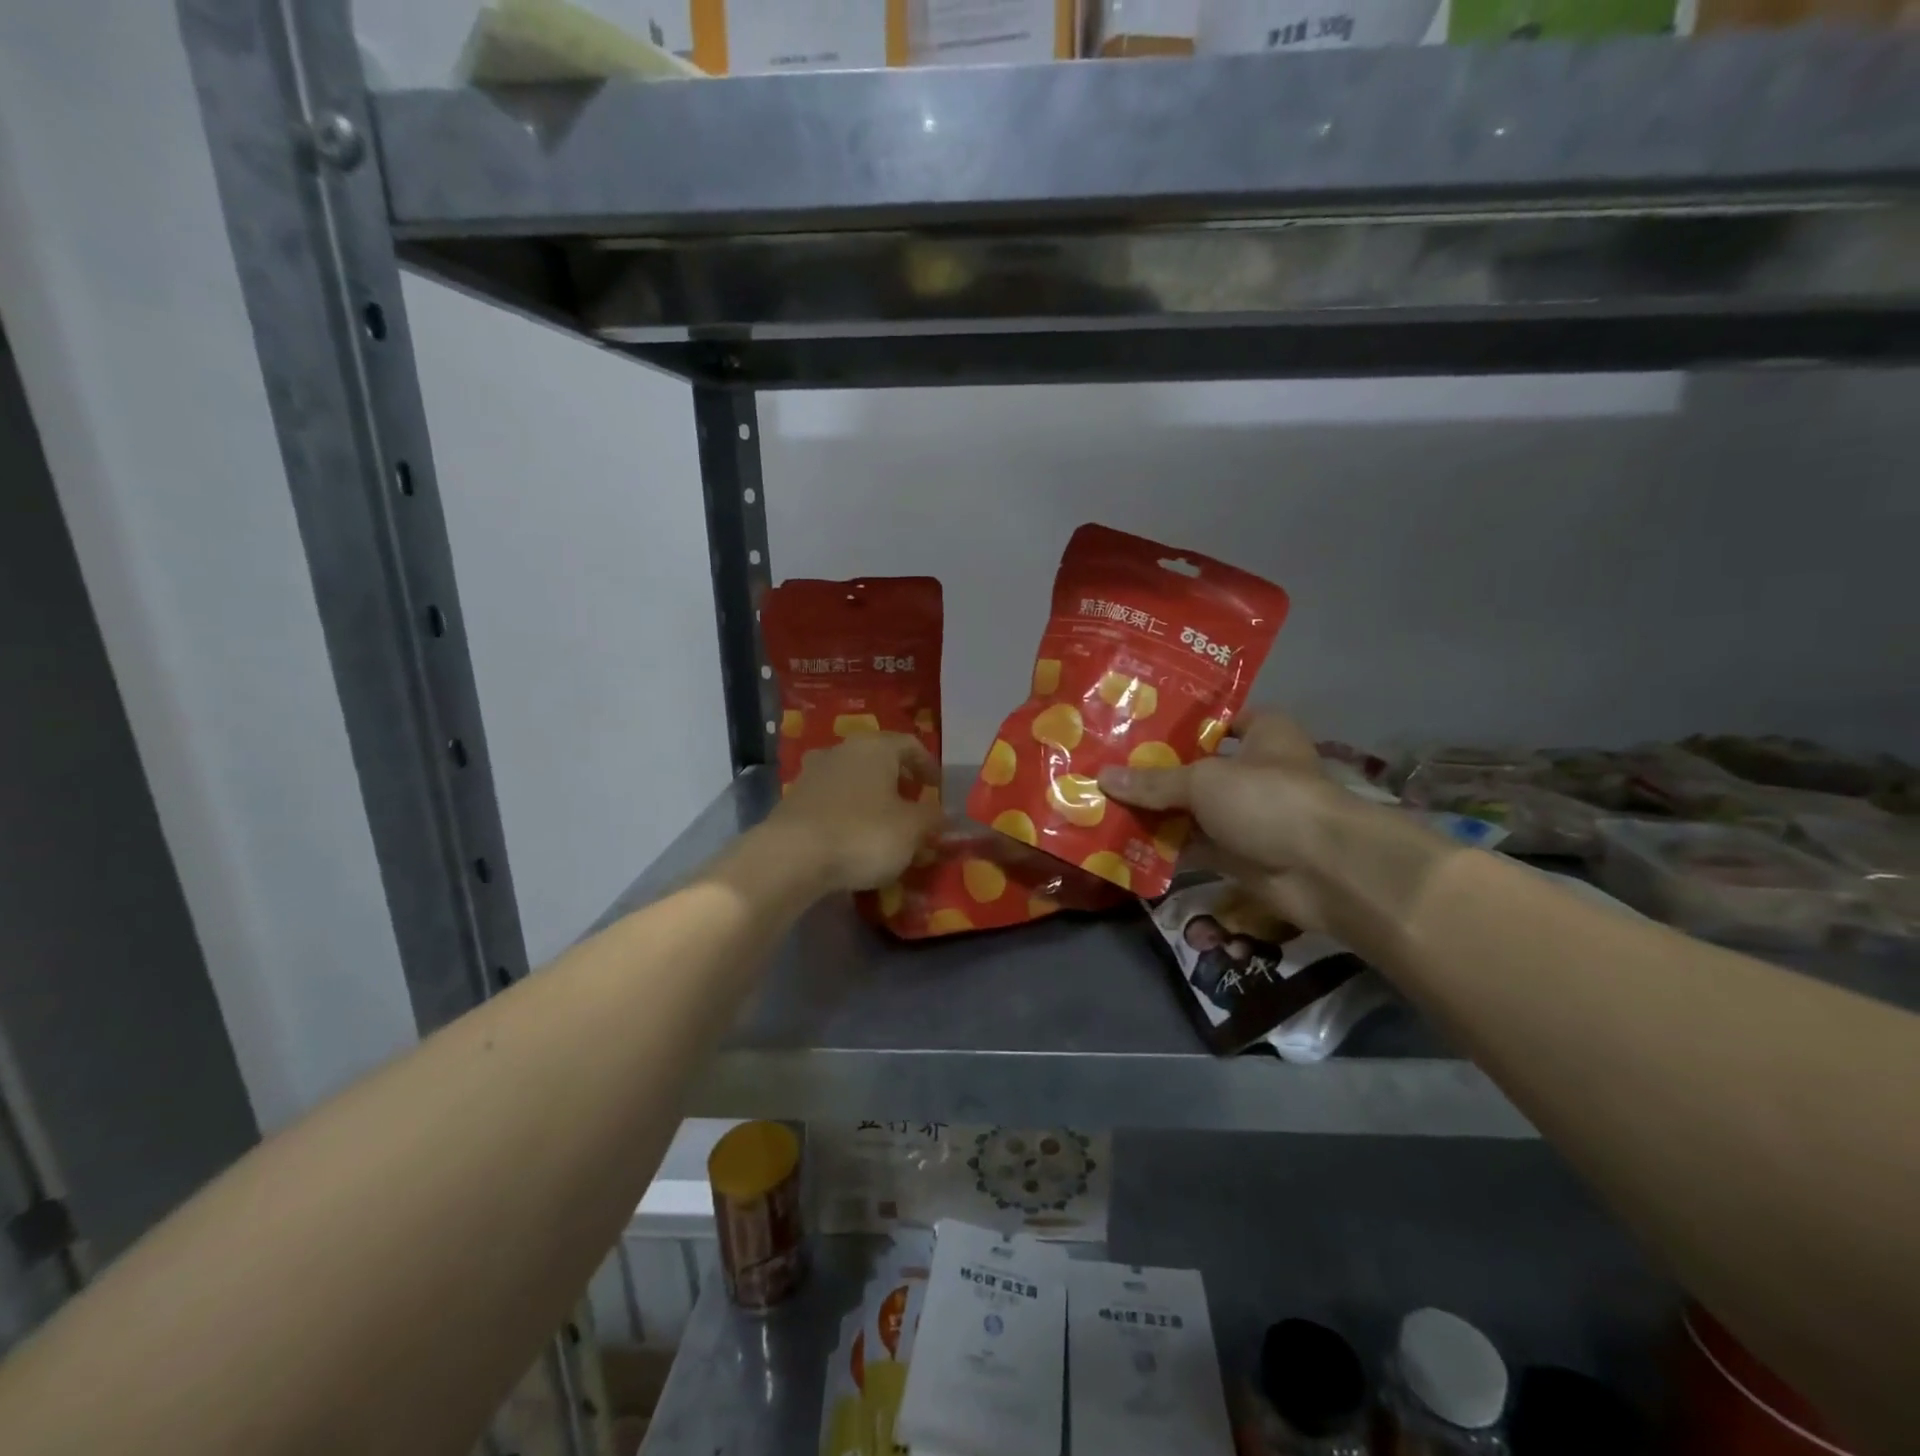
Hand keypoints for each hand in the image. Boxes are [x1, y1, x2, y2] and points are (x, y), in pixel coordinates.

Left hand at [765, 733, 942, 893]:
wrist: (791, 857)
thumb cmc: (863, 833)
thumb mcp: (912, 829)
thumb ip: (933, 818)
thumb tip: (946, 814)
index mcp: (875, 747)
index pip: (910, 745)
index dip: (928, 766)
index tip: (938, 789)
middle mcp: (842, 750)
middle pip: (879, 760)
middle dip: (898, 782)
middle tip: (913, 806)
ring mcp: (813, 773)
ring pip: (853, 780)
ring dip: (871, 798)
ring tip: (884, 826)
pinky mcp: (793, 800)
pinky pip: (831, 801)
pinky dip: (847, 814)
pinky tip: (853, 839)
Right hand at [1100, 711, 1355, 932]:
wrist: (1323, 871)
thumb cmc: (1268, 800)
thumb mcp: (1203, 781)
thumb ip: (1154, 781)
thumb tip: (1103, 777)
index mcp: (1264, 734)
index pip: (1221, 719)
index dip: (1183, 721)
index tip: (1139, 725)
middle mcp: (1257, 771)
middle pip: (1199, 766)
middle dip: (1157, 771)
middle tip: (1108, 766)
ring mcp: (1250, 816)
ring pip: (1194, 810)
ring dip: (1157, 812)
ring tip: (1106, 803)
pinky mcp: (1241, 854)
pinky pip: (1195, 846)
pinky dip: (1167, 847)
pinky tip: (1126, 842)